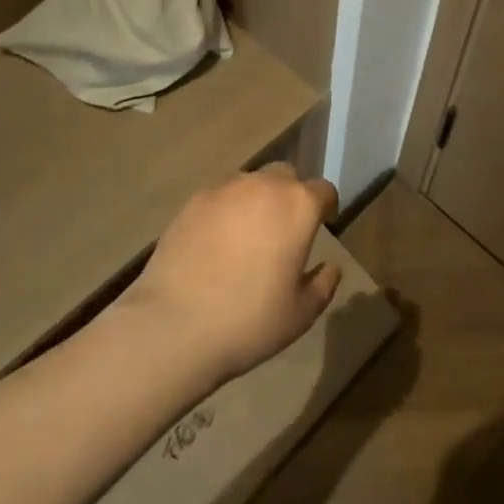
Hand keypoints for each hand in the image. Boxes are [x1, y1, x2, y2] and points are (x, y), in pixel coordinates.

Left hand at [119, 163, 341, 381]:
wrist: (173, 327)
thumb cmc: (249, 321)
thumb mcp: (300, 314)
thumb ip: (322, 285)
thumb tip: (331, 267)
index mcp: (298, 206)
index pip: (323, 190)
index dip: (326, 206)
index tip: (323, 224)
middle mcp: (264, 186)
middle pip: (286, 176)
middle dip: (290, 195)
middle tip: (284, 229)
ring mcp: (224, 191)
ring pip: (250, 183)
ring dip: (257, 200)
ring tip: (248, 235)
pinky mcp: (192, 203)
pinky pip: (219, 198)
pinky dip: (225, 212)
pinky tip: (216, 243)